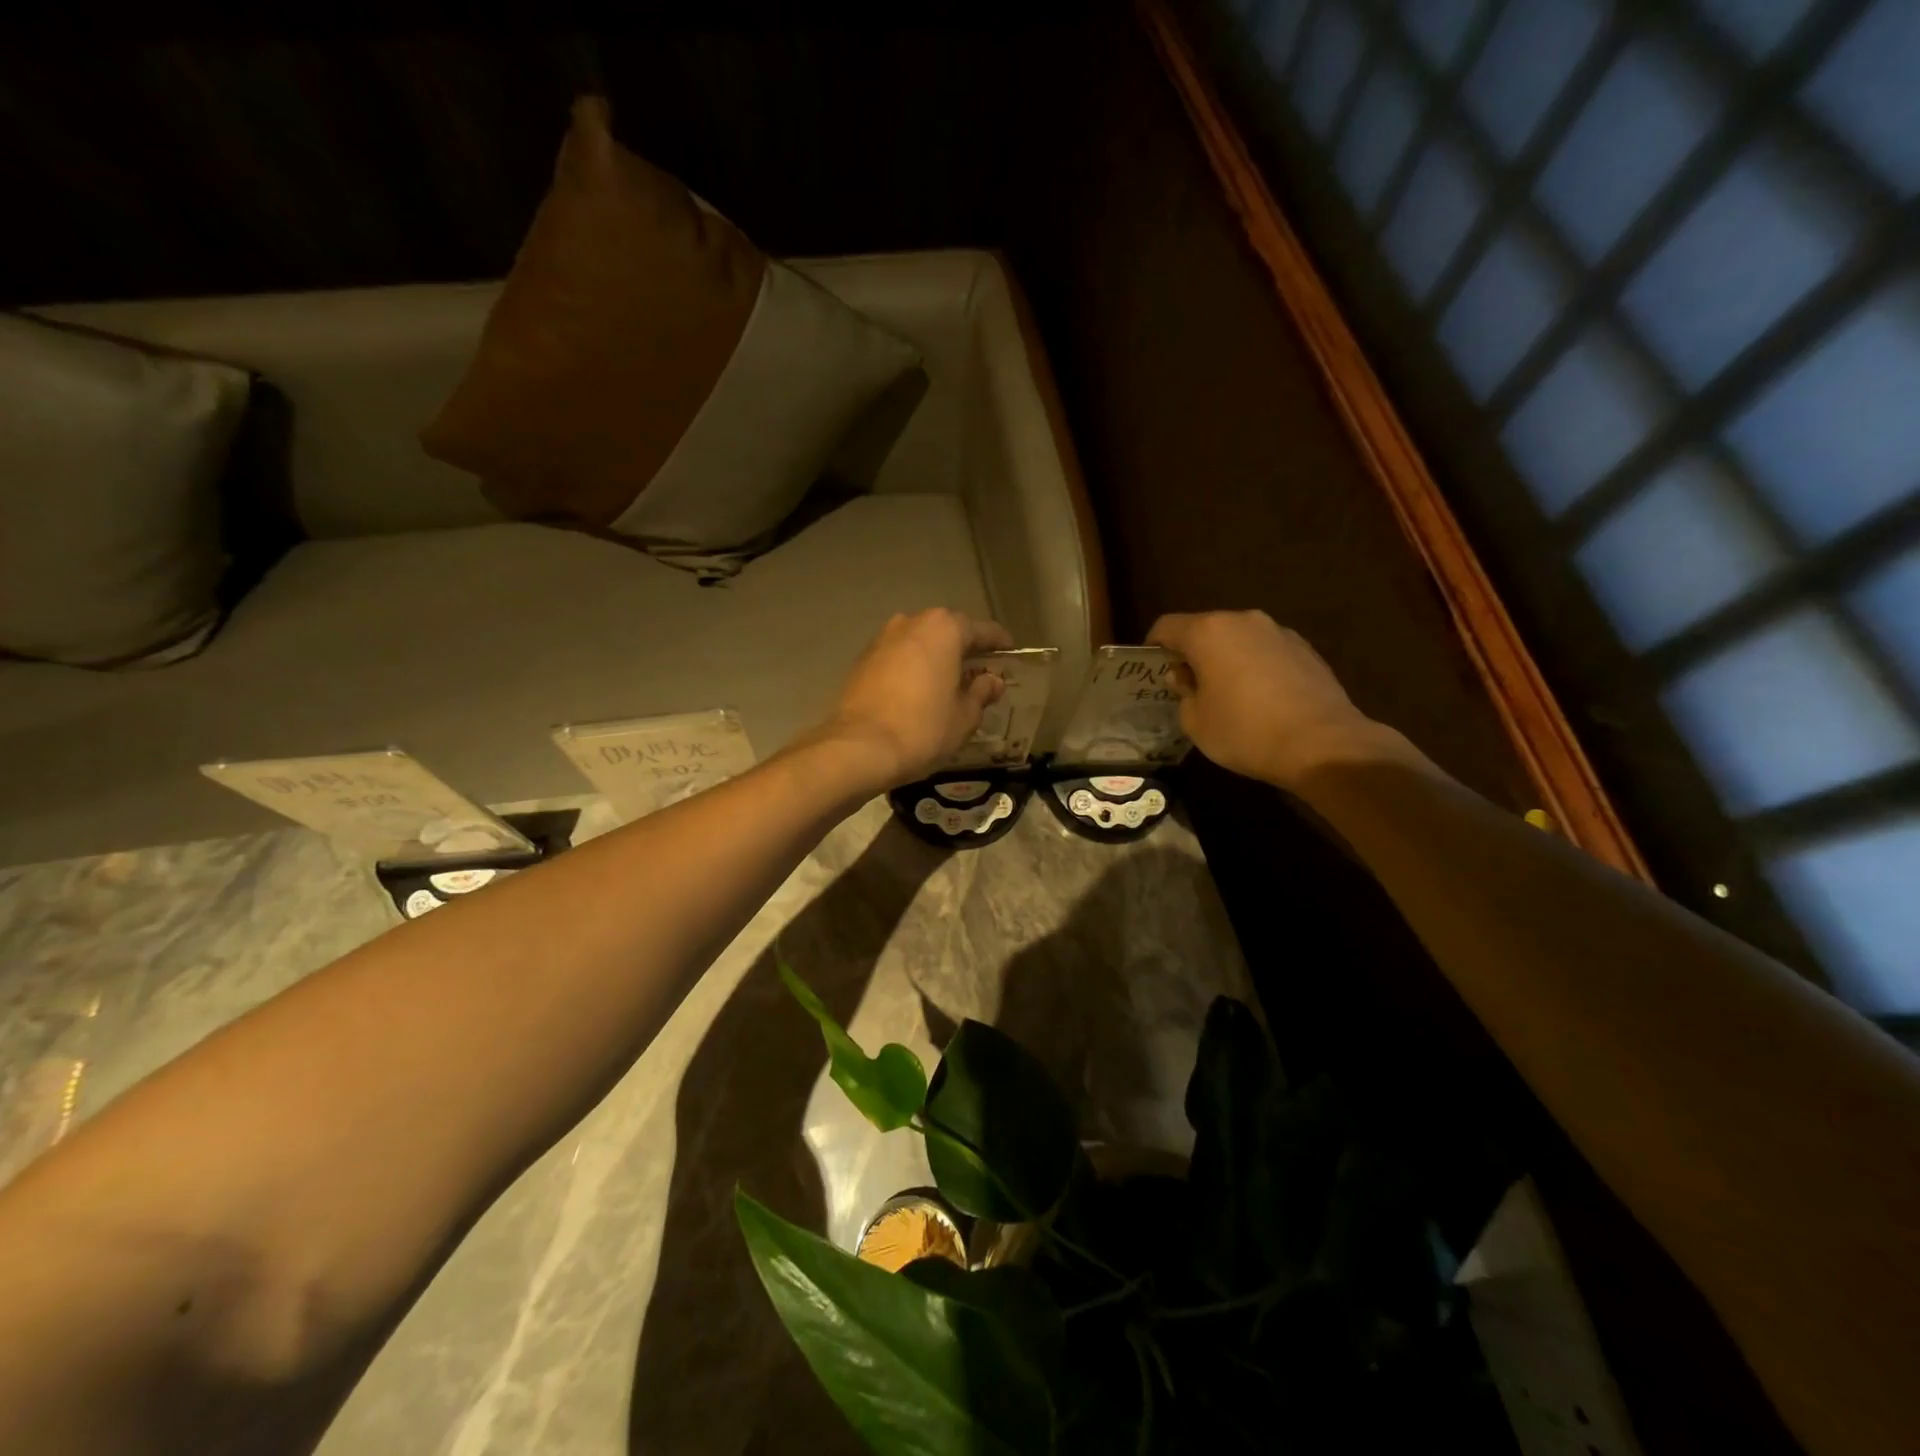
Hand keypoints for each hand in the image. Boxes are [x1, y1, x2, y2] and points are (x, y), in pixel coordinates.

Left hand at [820, 609, 1012, 789]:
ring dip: (936, 658)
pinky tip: (919, 691)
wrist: (859, 748)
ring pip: (920, 643)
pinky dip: (913, 668)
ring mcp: (883, 639)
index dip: (999, 643)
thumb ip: (981, 692)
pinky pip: (899, 657)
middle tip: (980, 672)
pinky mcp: (863, 659)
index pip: (982, 630)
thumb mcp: (964, 716)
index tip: (1010, 654)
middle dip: (965, 649)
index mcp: (943, 629)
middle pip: (947, 631)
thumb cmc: (923, 729)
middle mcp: (911, 622)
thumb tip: (992, 680)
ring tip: (949, 683)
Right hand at [1147, 610, 1386, 787]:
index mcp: (1208, 632)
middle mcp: (1243, 621)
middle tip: (1188, 684)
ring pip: (1238, 639)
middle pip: (1205, 628)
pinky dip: (1255, 666)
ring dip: (1226, 658)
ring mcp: (1278, 632)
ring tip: (1227, 693)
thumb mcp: (1196, 721)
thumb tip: (1186, 677)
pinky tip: (1260, 698)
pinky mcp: (1305, 649)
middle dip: (1192, 652)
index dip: (1154, 646)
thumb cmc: (1245, 732)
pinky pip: (1266, 651)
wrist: (1322, 744)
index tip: (1152, 668)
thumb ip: (1184, 692)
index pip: (1166, 626)